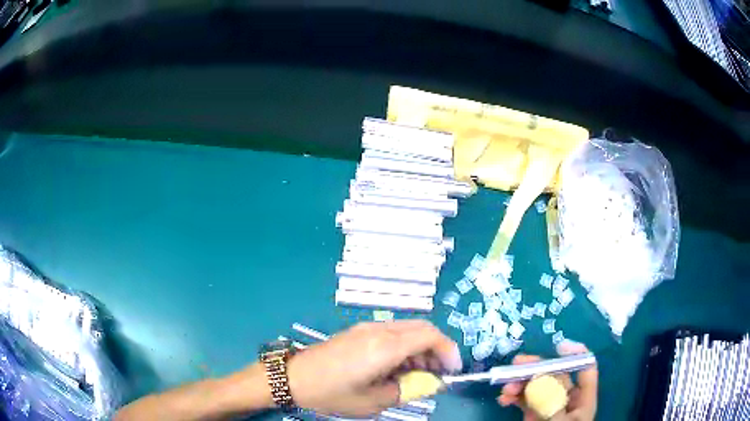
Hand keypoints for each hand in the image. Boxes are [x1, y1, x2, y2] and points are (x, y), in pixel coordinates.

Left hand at [286, 320, 461, 416]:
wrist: (294, 377)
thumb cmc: (333, 393)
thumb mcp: (374, 401)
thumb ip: (408, 390)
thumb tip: (431, 382)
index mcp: (385, 346)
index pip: (430, 336)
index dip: (448, 350)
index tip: (453, 370)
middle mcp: (379, 329)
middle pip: (422, 328)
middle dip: (436, 349)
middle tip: (437, 374)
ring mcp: (367, 328)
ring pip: (407, 330)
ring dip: (420, 348)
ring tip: (417, 374)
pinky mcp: (358, 331)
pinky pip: (392, 333)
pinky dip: (404, 347)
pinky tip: (397, 367)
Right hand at [497, 340, 597, 420]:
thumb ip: (553, 405)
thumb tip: (540, 382)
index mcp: (582, 399)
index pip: (585, 369)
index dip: (576, 354)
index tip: (558, 346)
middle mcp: (566, 398)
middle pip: (555, 374)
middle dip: (536, 369)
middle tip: (516, 364)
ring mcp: (548, 406)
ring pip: (536, 386)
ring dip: (520, 383)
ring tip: (505, 388)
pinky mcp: (532, 414)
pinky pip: (523, 399)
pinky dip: (513, 396)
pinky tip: (503, 399)